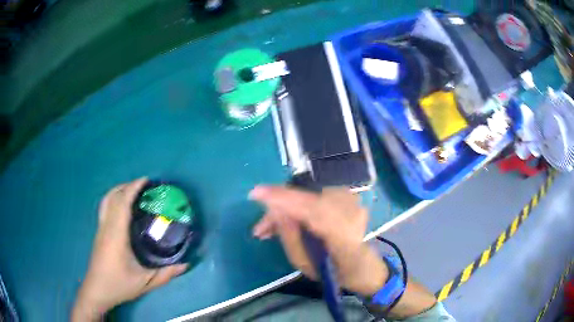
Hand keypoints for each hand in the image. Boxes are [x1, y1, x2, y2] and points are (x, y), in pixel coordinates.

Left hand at [72, 178, 187, 321]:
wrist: (96, 290)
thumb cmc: (119, 285)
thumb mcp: (145, 282)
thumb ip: (165, 274)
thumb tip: (185, 265)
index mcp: (117, 235)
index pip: (122, 203)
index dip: (133, 188)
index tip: (146, 180)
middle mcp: (106, 227)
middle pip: (113, 197)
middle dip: (127, 186)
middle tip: (143, 186)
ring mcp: (100, 229)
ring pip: (106, 201)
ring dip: (118, 191)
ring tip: (132, 192)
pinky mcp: (99, 233)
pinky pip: (105, 208)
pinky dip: (114, 200)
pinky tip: (122, 209)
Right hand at [251, 186, 388, 295]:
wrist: (363, 265)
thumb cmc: (334, 272)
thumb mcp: (306, 265)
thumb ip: (290, 237)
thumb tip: (275, 211)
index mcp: (343, 234)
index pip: (311, 209)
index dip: (283, 199)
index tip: (256, 193)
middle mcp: (350, 212)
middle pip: (306, 199)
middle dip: (278, 209)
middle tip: (260, 229)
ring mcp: (351, 202)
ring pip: (308, 195)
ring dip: (286, 208)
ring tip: (270, 229)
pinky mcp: (348, 197)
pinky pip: (315, 196)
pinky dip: (299, 205)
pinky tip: (289, 219)